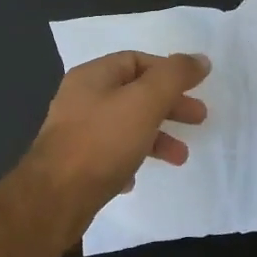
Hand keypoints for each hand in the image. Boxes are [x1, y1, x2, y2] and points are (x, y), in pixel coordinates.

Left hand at [24, 51, 209, 242]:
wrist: (56, 196)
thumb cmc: (103, 141)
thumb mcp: (145, 101)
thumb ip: (174, 77)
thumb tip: (200, 60)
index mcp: (92, 77)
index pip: (135, 60)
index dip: (168, 71)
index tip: (196, 88)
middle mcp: (80, 100)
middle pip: (133, 94)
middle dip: (168, 106)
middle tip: (199, 120)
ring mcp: (75, 133)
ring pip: (124, 127)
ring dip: (155, 138)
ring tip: (180, 158)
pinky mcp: (75, 164)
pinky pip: (109, 156)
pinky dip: (129, 161)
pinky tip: (136, 178)